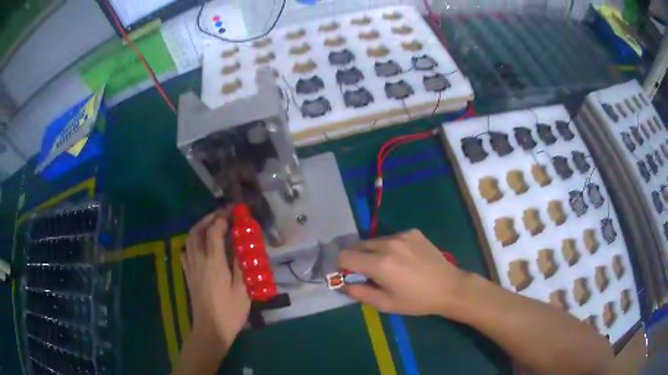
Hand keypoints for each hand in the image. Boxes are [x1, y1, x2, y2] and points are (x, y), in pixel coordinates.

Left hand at [182, 211, 250, 349]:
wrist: (210, 329)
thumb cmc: (230, 312)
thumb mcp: (243, 290)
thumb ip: (241, 265)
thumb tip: (242, 246)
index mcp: (214, 262)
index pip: (214, 232)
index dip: (222, 218)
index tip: (232, 212)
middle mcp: (199, 260)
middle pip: (197, 231)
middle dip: (208, 219)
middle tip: (221, 215)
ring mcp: (191, 267)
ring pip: (189, 239)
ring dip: (199, 228)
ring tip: (211, 226)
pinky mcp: (188, 275)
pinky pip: (185, 252)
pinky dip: (191, 242)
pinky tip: (198, 246)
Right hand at [339, 229, 469, 317]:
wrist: (448, 287)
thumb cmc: (416, 301)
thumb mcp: (385, 304)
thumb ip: (359, 293)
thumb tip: (341, 284)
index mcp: (379, 264)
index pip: (345, 255)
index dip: (342, 265)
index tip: (348, 274)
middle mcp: (388, 244)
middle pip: (357, 245)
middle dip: (356, 257)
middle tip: (367, 272)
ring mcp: (402, 235)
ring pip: (374, 240)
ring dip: (373, 251)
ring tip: (388, 266)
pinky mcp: (412, 232)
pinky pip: (391, 237)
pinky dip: (390, 247)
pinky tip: (404, 259)